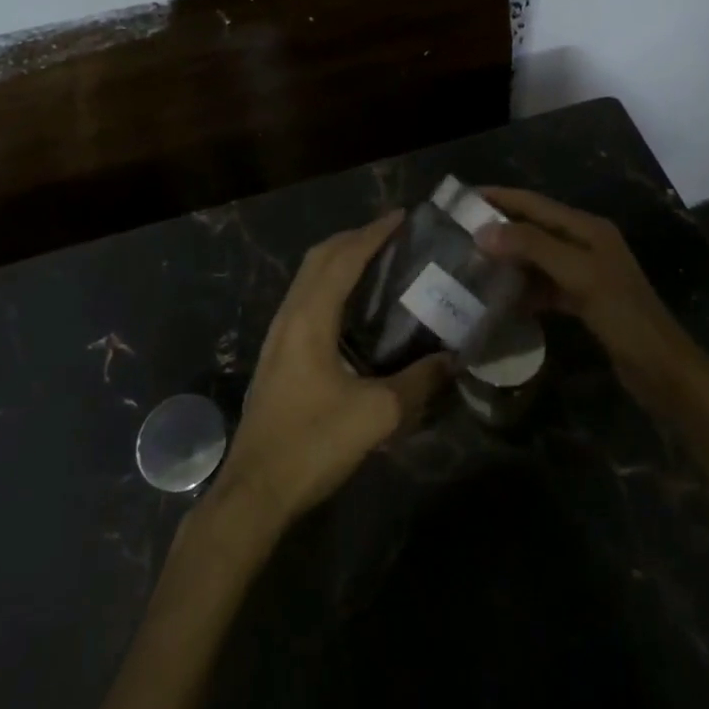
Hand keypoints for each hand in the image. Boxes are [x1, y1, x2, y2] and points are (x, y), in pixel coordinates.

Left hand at [209, 211, 452, 532]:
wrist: (255, 491)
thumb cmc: (312, 444)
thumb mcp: (376, 415)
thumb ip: (417, 384)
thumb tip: (452, 360)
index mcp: (309, 318)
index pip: (343, 258)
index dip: (373, 233)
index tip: (402, 216)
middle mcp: (289, 315)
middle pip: (320, 258)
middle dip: (355, 238)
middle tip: (393, 235)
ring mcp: (278, 335)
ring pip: (308, 278)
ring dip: (340, 260)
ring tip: (378, 261)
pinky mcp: (277, 355)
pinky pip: (305, 299)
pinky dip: (331, 284)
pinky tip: (352, 307)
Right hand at [475, 188, 701, 403]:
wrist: (663, 370)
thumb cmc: (623, 315)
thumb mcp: (578, 275)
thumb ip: (533, 248)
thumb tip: (483, 231)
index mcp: (588, 229)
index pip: (535, 204)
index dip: (500, 198)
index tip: (462, 198)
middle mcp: (585, 244)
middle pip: (534, 228)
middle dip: (499, 228)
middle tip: (458, 233)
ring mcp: (584, 273)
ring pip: (537, 258)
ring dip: (508, 259)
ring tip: (471, 263)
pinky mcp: (582, 301)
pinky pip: (544, 286)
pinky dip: (522, 289)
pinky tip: (499, 298)